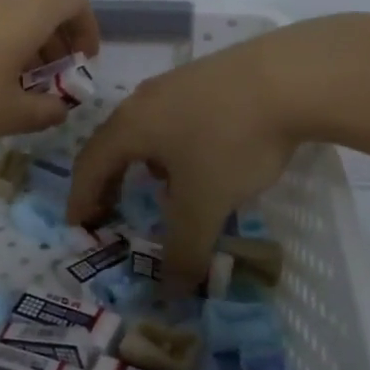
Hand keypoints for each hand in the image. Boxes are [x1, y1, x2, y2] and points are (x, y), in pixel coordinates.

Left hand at [0, 0, 101, 149]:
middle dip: (56, 42)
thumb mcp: (13, 115)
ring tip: (16, 85)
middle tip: (52, 82)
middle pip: (44, 6)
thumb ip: (48, 111)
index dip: (87, 29)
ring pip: (12, 12)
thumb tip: (59, 108)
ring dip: (27, 43)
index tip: (81, 62)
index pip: (75, 0)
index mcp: (28, 9)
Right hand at [67, 29, 306, 289]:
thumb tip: (170, 293)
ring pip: (147, 128)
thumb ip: (184, 249)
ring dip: (143, 162)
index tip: (78, 225)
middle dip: (110, 180)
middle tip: (110, 210)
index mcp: (130, 126)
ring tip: (163, 188)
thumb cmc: (231, 140)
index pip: (89, 164)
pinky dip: (174, 145)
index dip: (81, 198)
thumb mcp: (205, 203)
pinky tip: (206, 158)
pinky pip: (176, 117)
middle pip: (114, 143)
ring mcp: (178, 83)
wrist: (291, 76)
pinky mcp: (210, 76)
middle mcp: (145, 99)